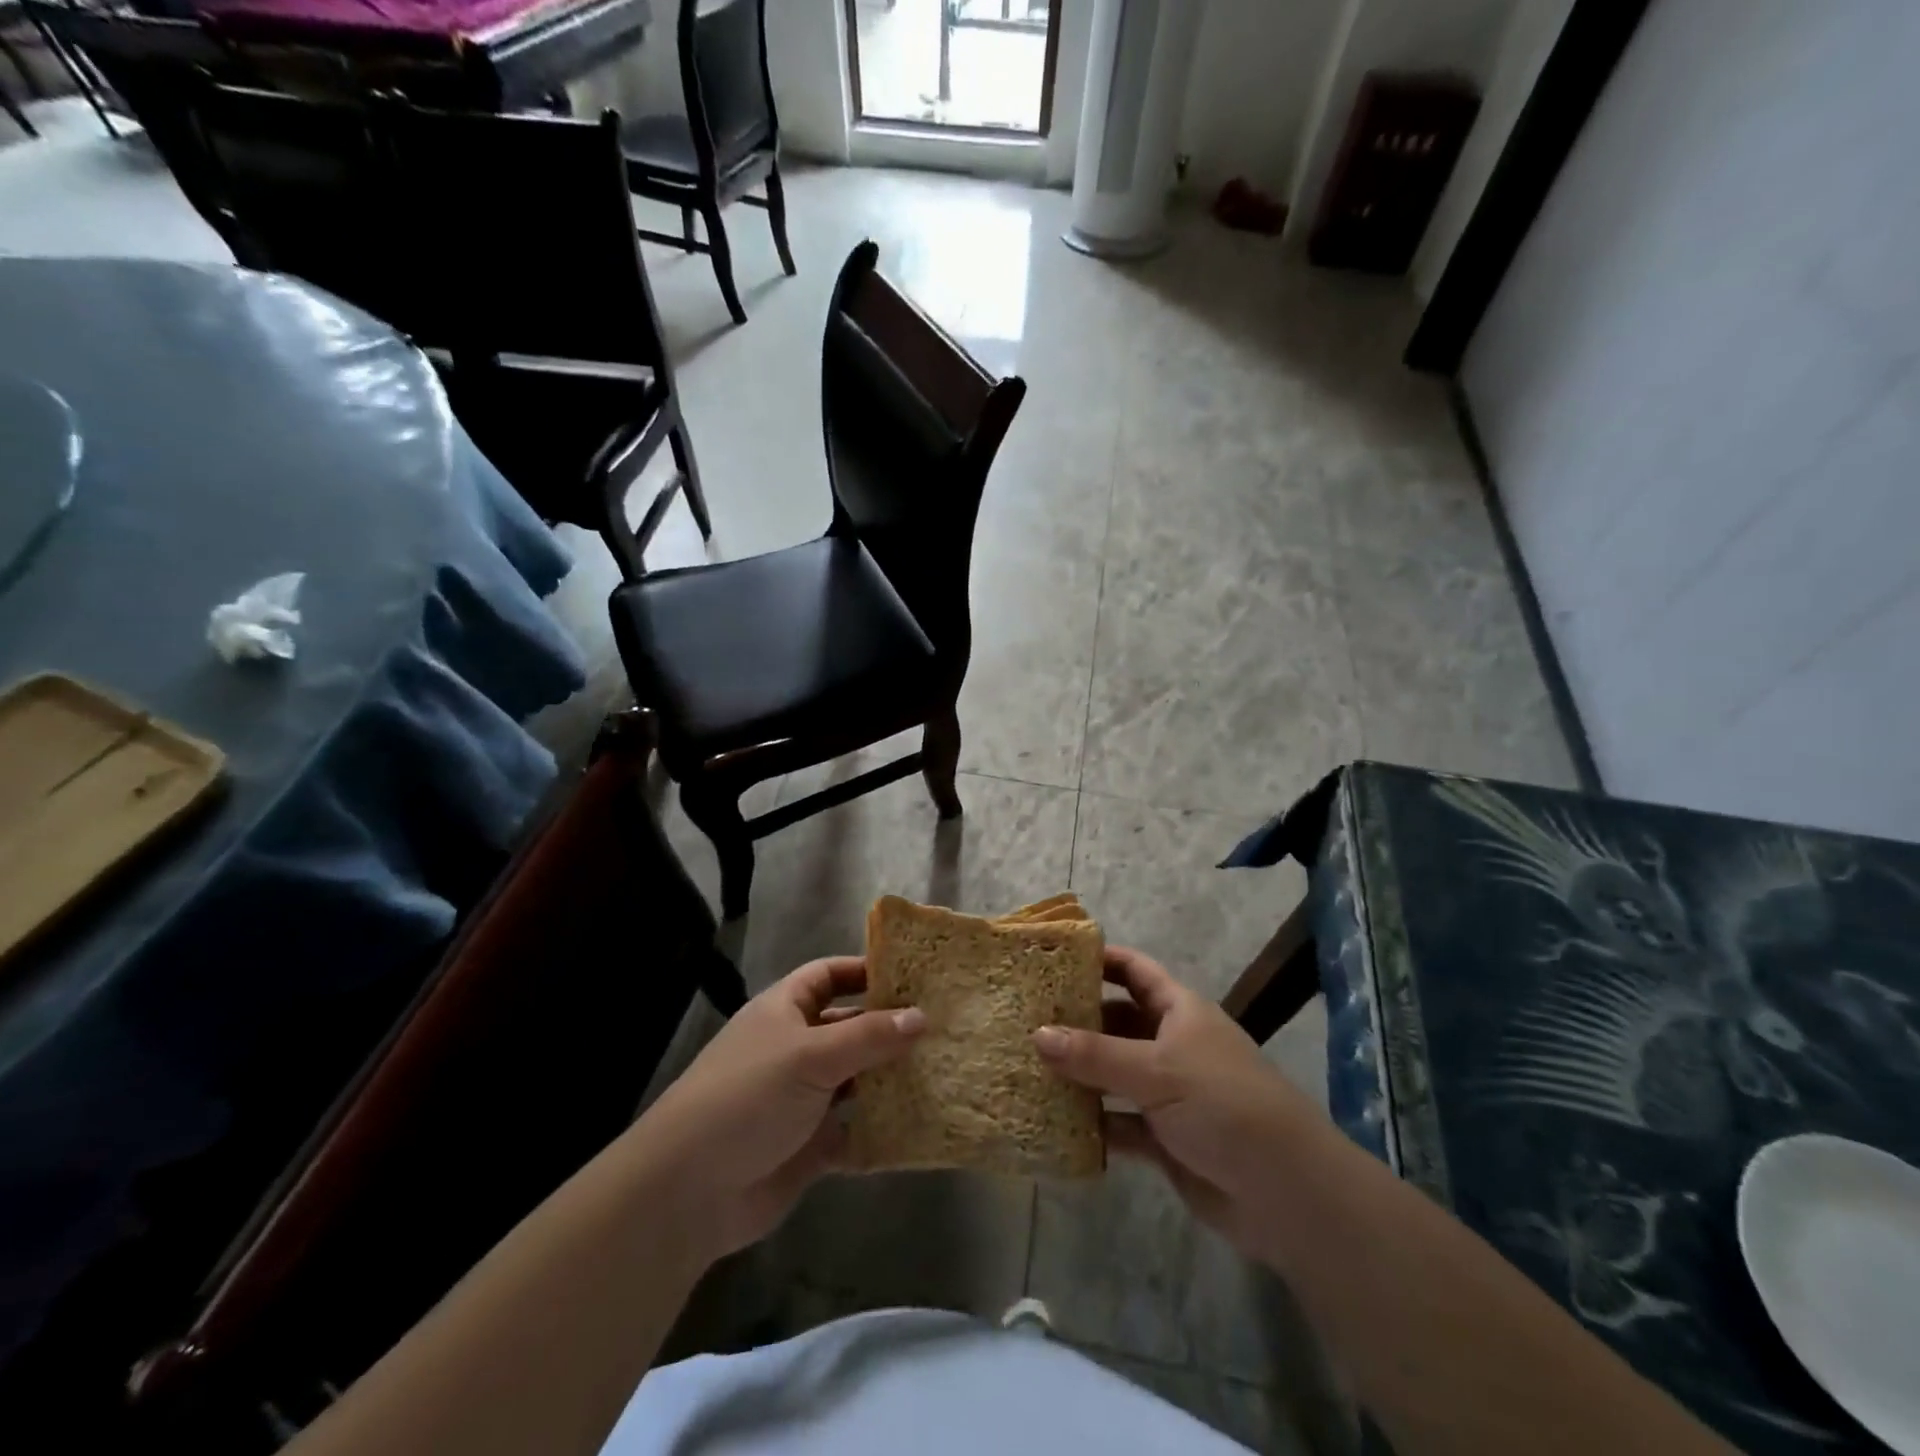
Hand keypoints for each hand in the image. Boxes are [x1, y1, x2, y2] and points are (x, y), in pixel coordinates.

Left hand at [633, 957, 924, 1259]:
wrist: (689, 1190)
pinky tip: (919, 1126)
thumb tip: (921, 1016)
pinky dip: (880, 1129)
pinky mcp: (809, 1145)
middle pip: (849, 1027)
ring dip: (890, 1078)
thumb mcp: (810, 1055)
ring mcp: (802, 1097)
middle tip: (943, 1027)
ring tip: (943, 1071)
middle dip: (889, 1027)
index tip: (913, 975)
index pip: (829, 975)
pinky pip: (854, 1130)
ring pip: (856, 1079)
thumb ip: (868, 1036)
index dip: (865, 970)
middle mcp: (795, 1048)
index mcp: (785, 1011)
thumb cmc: (748, 1097)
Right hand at [1033, 946, 1321, 1261]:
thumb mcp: (1156, 1070)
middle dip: (1077, 1021)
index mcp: (1180, 1011)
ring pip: (1114, 1074)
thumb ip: (1094, 1054)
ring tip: (1028, 1067)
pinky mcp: (1166, 1139)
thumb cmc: (1223, 1105)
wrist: (1286, 1193)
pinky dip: (1094, 1124)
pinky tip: (1055, 1122)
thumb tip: (1036, 1034)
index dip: (1099, 960)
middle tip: (1025, 1019)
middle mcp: (1173, 1045)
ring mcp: (1169, 1093)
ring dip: (1080, 1074)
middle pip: (1117, 1022)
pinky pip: (1119, 1123)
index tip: (1054, 959)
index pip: (1134, 970)